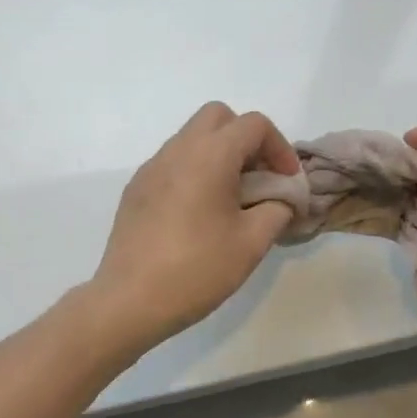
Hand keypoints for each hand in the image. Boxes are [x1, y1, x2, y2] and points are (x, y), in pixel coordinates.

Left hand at [90, 103, 300, 350]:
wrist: (129, 301)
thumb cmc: (197, 269)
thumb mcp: (252, 242)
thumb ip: (277, 209)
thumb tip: (284, 199)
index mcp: (210, 155)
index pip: (254, 124)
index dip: (280, 147)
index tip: (287, 182)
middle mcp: (178, 149)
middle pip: (219, 117)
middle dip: (246, 139)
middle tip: (259, 177)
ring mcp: (152, 167)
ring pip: (193, 137)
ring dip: (219, 153)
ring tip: (232, 198)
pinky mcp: (136, 188)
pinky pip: (173, 161)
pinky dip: (195, 170)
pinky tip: (199, 213)